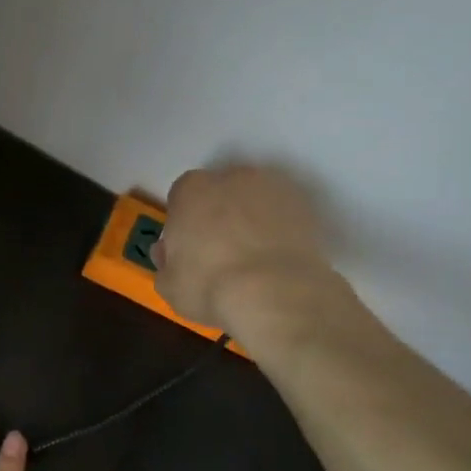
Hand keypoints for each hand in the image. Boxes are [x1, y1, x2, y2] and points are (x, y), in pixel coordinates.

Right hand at [154, 165, 333, 333]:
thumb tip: (168, 252)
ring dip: (251, 219)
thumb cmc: (209, 285)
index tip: (188, 247)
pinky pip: (283, 215)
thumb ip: (165, 262)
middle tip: (219, 252)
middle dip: (218, 215)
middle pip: (219, 192)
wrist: (275, 293)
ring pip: (254, 200)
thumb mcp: (169, 285)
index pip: (181, 196)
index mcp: (191, 189)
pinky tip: (276, 260)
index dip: (183, 222)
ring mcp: (273, 187)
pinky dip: (279, 230)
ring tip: (253, 257)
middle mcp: (231, 177)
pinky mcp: (305, 206)